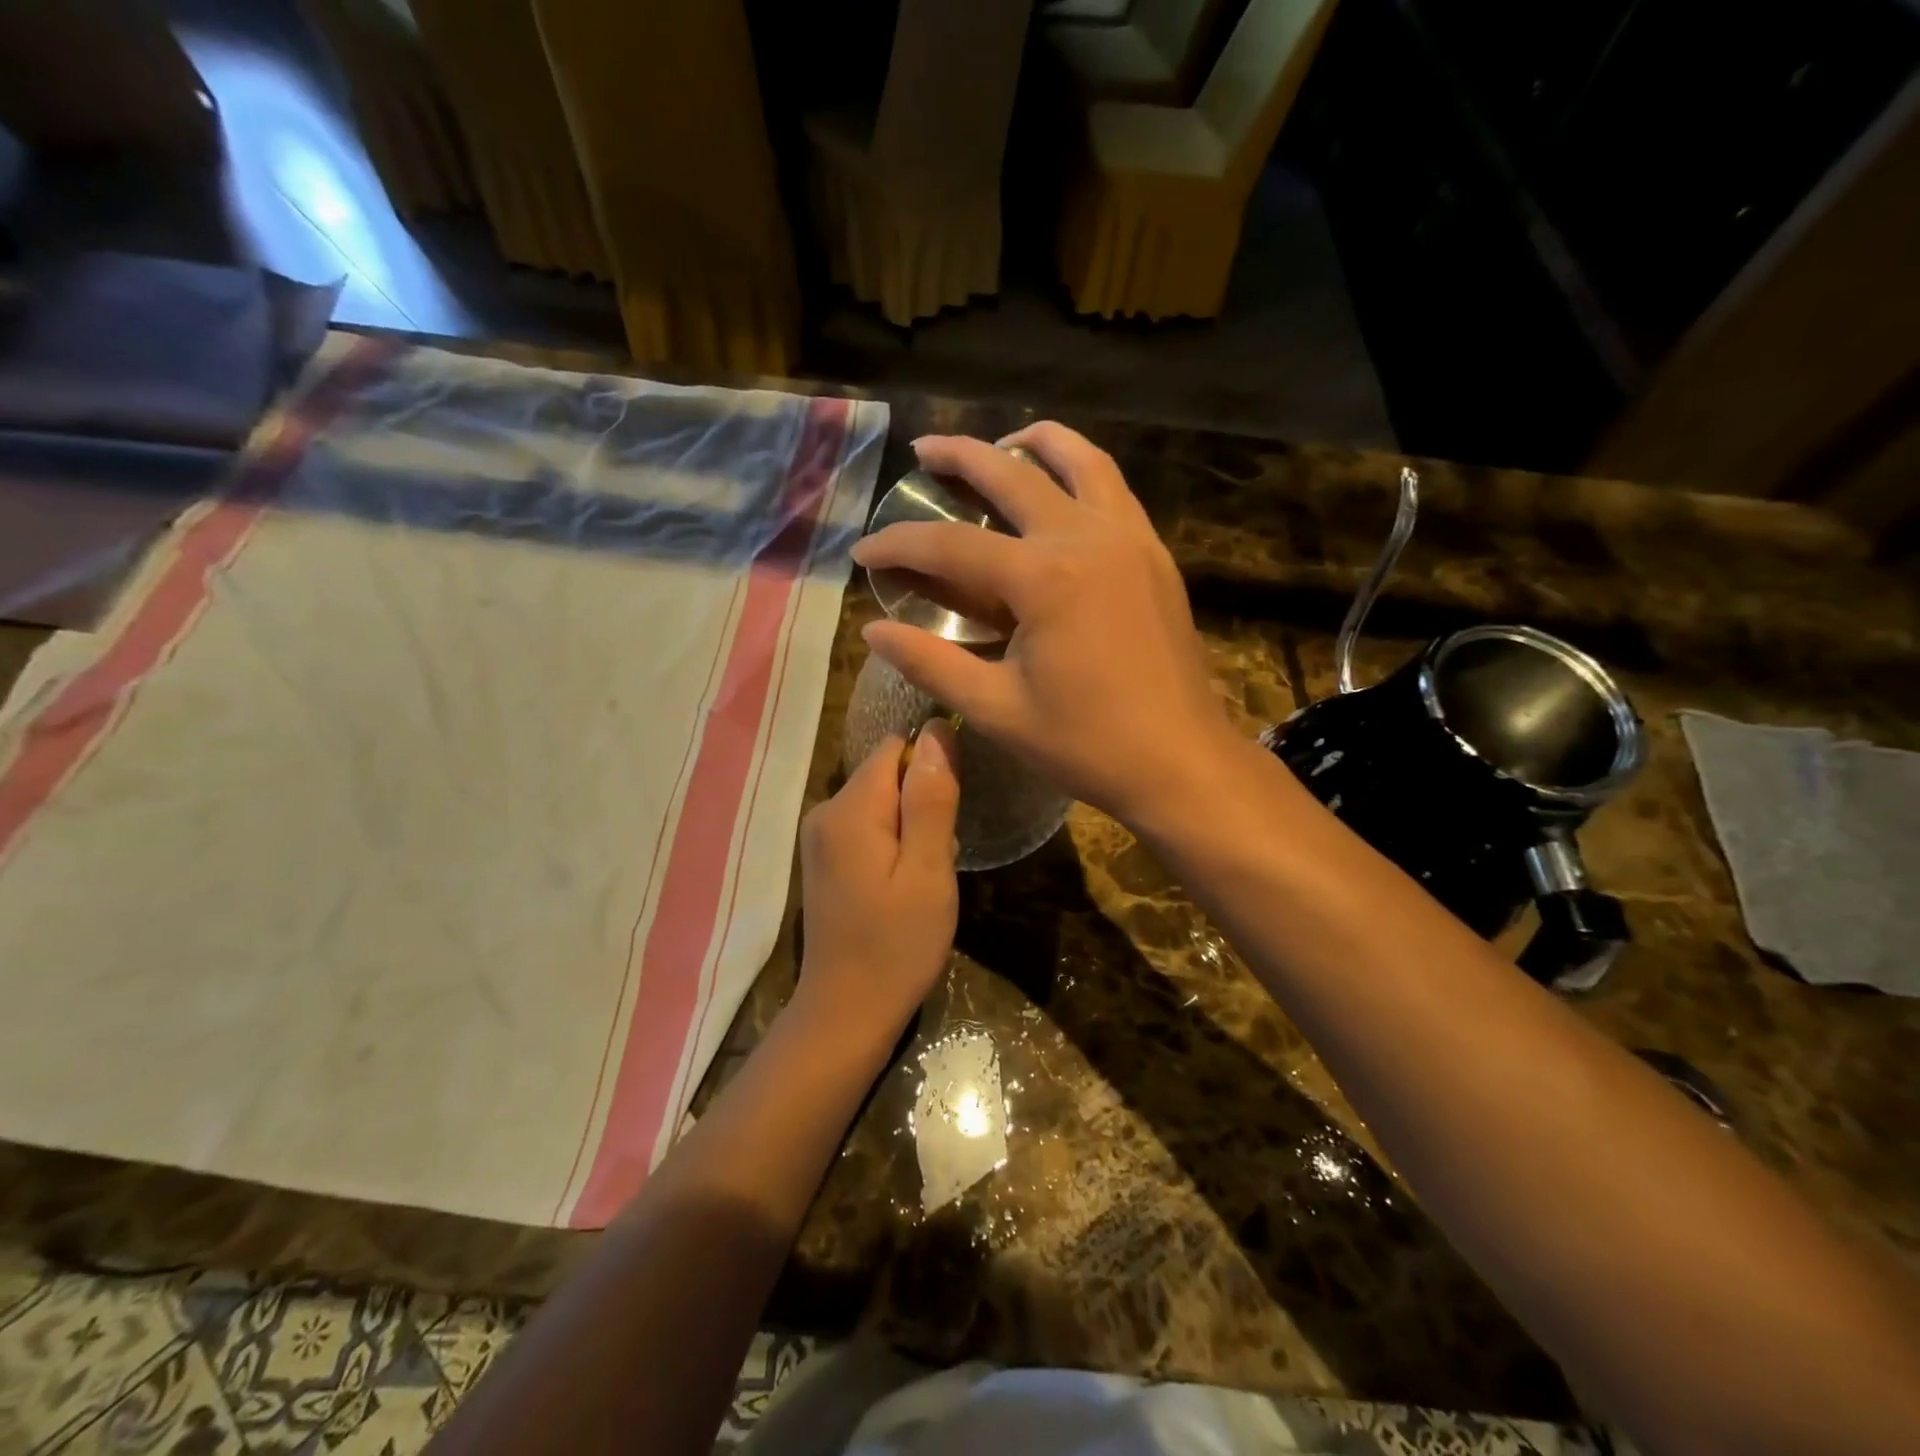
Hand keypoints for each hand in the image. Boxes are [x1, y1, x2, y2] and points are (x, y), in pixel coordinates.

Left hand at [792, 721, 959, 1046]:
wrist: (846, 1012)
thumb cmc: (897, 945)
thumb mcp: (928, 871)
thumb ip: (931, 798)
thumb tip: (936, 730)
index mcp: (849, 808)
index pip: (895, 748)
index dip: (931, 769)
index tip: (949, 815)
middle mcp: (825, 811)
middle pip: (887, 774)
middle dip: (922, 803)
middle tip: (938, 858)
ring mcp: (820, 838)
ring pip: (881, 803)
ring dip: (912, 828)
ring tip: (924, 878)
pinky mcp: (824, 860)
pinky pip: (868, 828)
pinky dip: (893, 845)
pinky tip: (903, 887)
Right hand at [850, 423, 1236, 830]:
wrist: (1181, 762)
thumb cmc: (1087, 744)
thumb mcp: (997, 710)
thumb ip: (930, 663)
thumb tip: (872, 632)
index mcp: (1044, 579)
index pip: (951, 546)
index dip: (900, 544)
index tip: (864, 550)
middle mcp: (1088, 538)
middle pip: (1012, 474)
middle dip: (959, 457)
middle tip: (923, 450)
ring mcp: (1130, 539)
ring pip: (1080, 460)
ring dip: (1032, 443)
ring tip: (1000, 446)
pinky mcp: (1154, 554)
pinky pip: (1113, 488)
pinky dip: (1079, 471)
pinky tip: (1060, 490)